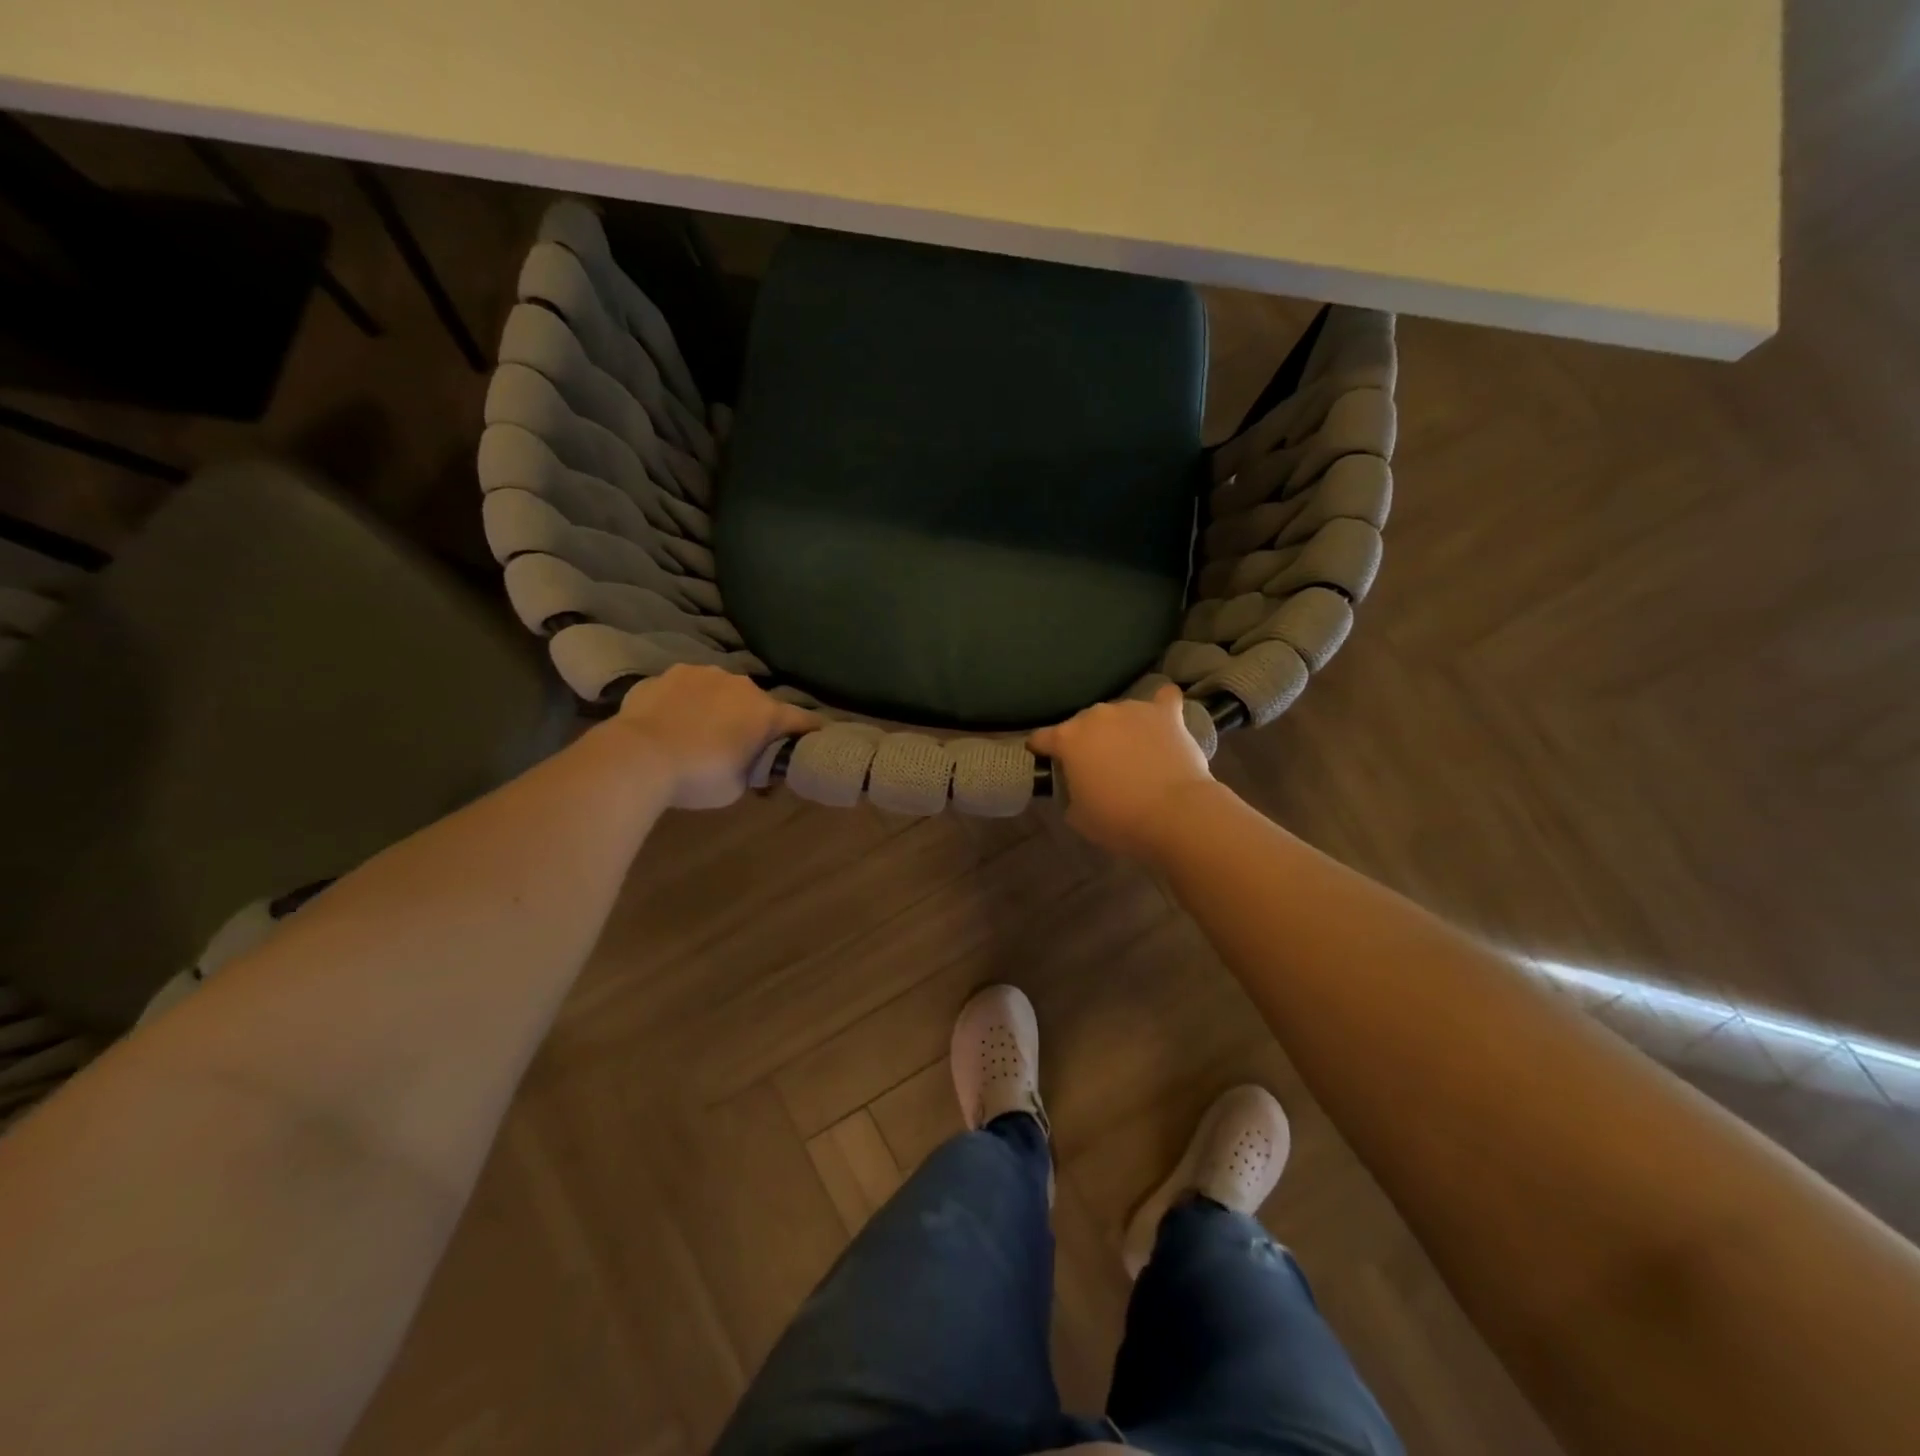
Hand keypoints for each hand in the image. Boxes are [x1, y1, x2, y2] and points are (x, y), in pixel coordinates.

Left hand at [611, 665, 819, 808]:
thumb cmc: (698, 776)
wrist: (637, 756)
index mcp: (765, 712)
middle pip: (758, 703)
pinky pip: (688, 687)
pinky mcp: (669, 673)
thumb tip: (755, 765)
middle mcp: (741, 685)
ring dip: (720, 706)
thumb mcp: (738, 786)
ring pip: (722, 690)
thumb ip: (753, 769)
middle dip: (754, 719)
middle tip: (742, 742)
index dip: (812, 729)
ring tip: (702, 728)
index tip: (820, 734)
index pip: (802, 719)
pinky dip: (687, 701)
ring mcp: (703, 674)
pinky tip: (674, 719)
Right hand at [1029, 684, 1215, 858]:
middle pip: (1082, 723)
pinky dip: (1161, 706)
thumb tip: (1078, 786)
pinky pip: (1163, 698)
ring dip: (1120, 728)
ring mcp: (1132, 709)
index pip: (1041, 737)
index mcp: (1067, 739)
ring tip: (1133, 751)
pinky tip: (1163, 716)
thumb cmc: (1118, 819)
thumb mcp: (1077, 816)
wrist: (1174, 814)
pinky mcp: (1166, 713)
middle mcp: (1096, 715)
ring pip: (1118, 713)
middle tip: (1097, 765)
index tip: (1043, 760)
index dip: (1040, 750)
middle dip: (1085, 740)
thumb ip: (1070, 793)